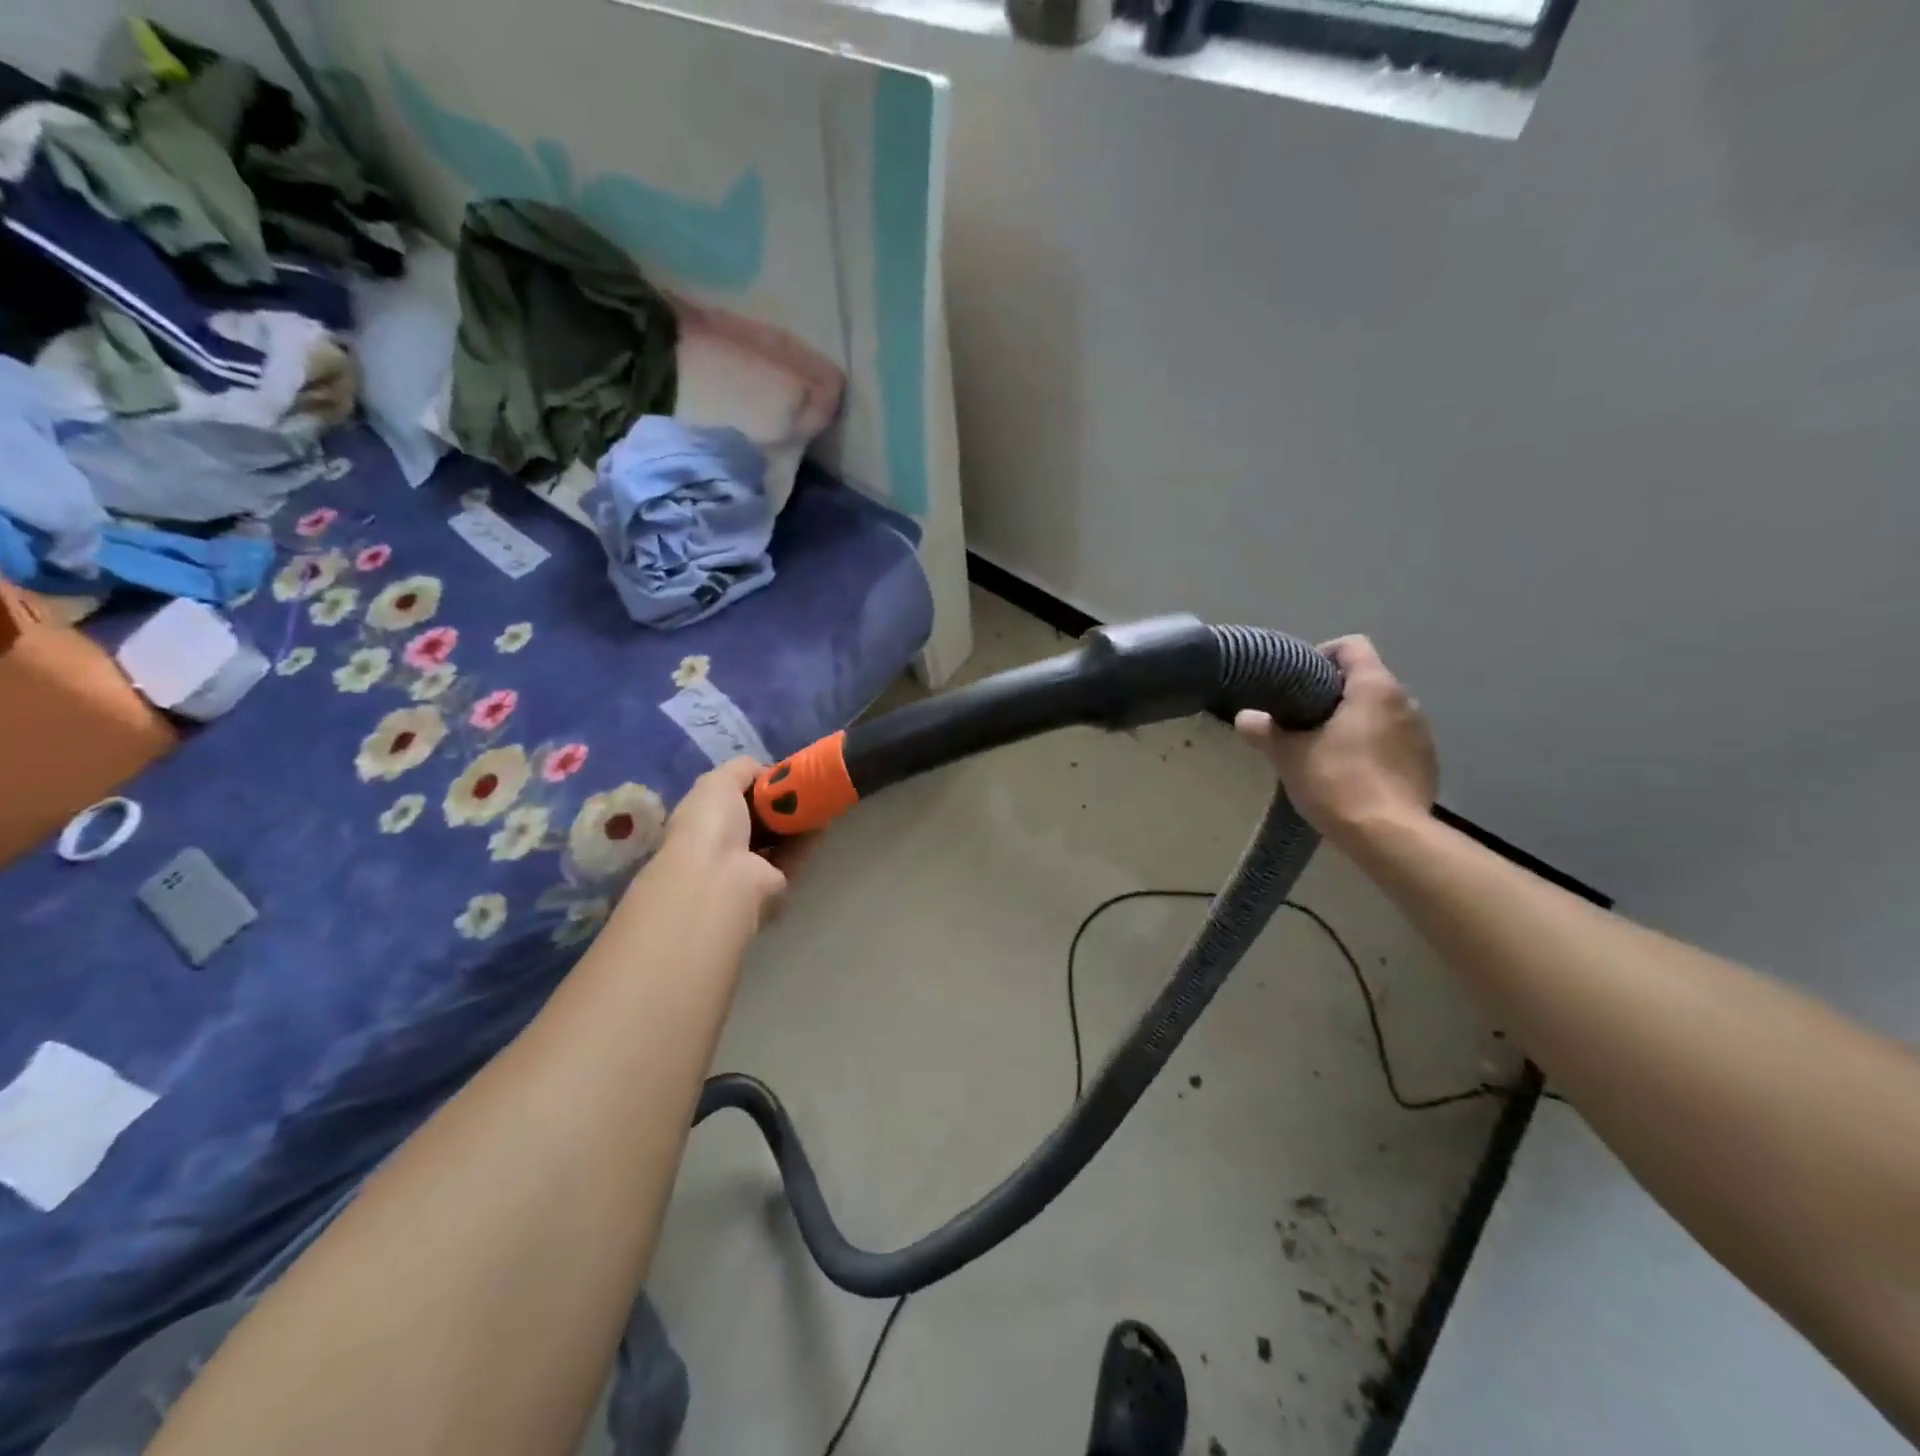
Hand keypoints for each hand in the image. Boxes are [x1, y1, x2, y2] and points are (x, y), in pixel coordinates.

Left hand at [659, 759, 816, 924]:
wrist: (722, 879)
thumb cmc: (711, 824)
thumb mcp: (718, 781)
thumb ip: (741, 768)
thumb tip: (766, 772)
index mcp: (701, 819)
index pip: (729, 796)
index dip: (753, 782)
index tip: (778, 773)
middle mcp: (721, 843)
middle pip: (756, 817)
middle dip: (778, 801)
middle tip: (804, 784)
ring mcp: (746, 866)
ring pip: (777, 837)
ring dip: (796, 818)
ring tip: (819, 797)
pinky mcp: (773, 882)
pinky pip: (793, 855)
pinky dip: (808, 838)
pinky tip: (823, 819)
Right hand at [1234, 636, 1437, 848]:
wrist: (1389, 837)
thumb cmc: (1337, 783)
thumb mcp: (1288, 756)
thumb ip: (1263, 730)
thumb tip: (1244, 716)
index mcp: (1374, 688)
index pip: (1352, 646)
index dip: (1322, 655)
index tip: (1298, 682)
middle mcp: (1406, 701)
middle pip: (1366, 680)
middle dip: (1335, 695)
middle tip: (1303, 720)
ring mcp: (1422, 733)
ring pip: (1382, 712)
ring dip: (1357, 722)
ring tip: (1327, 749)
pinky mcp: (1428, 763)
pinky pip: (1396, 741)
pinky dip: (1375, 748)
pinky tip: (1354, 775)